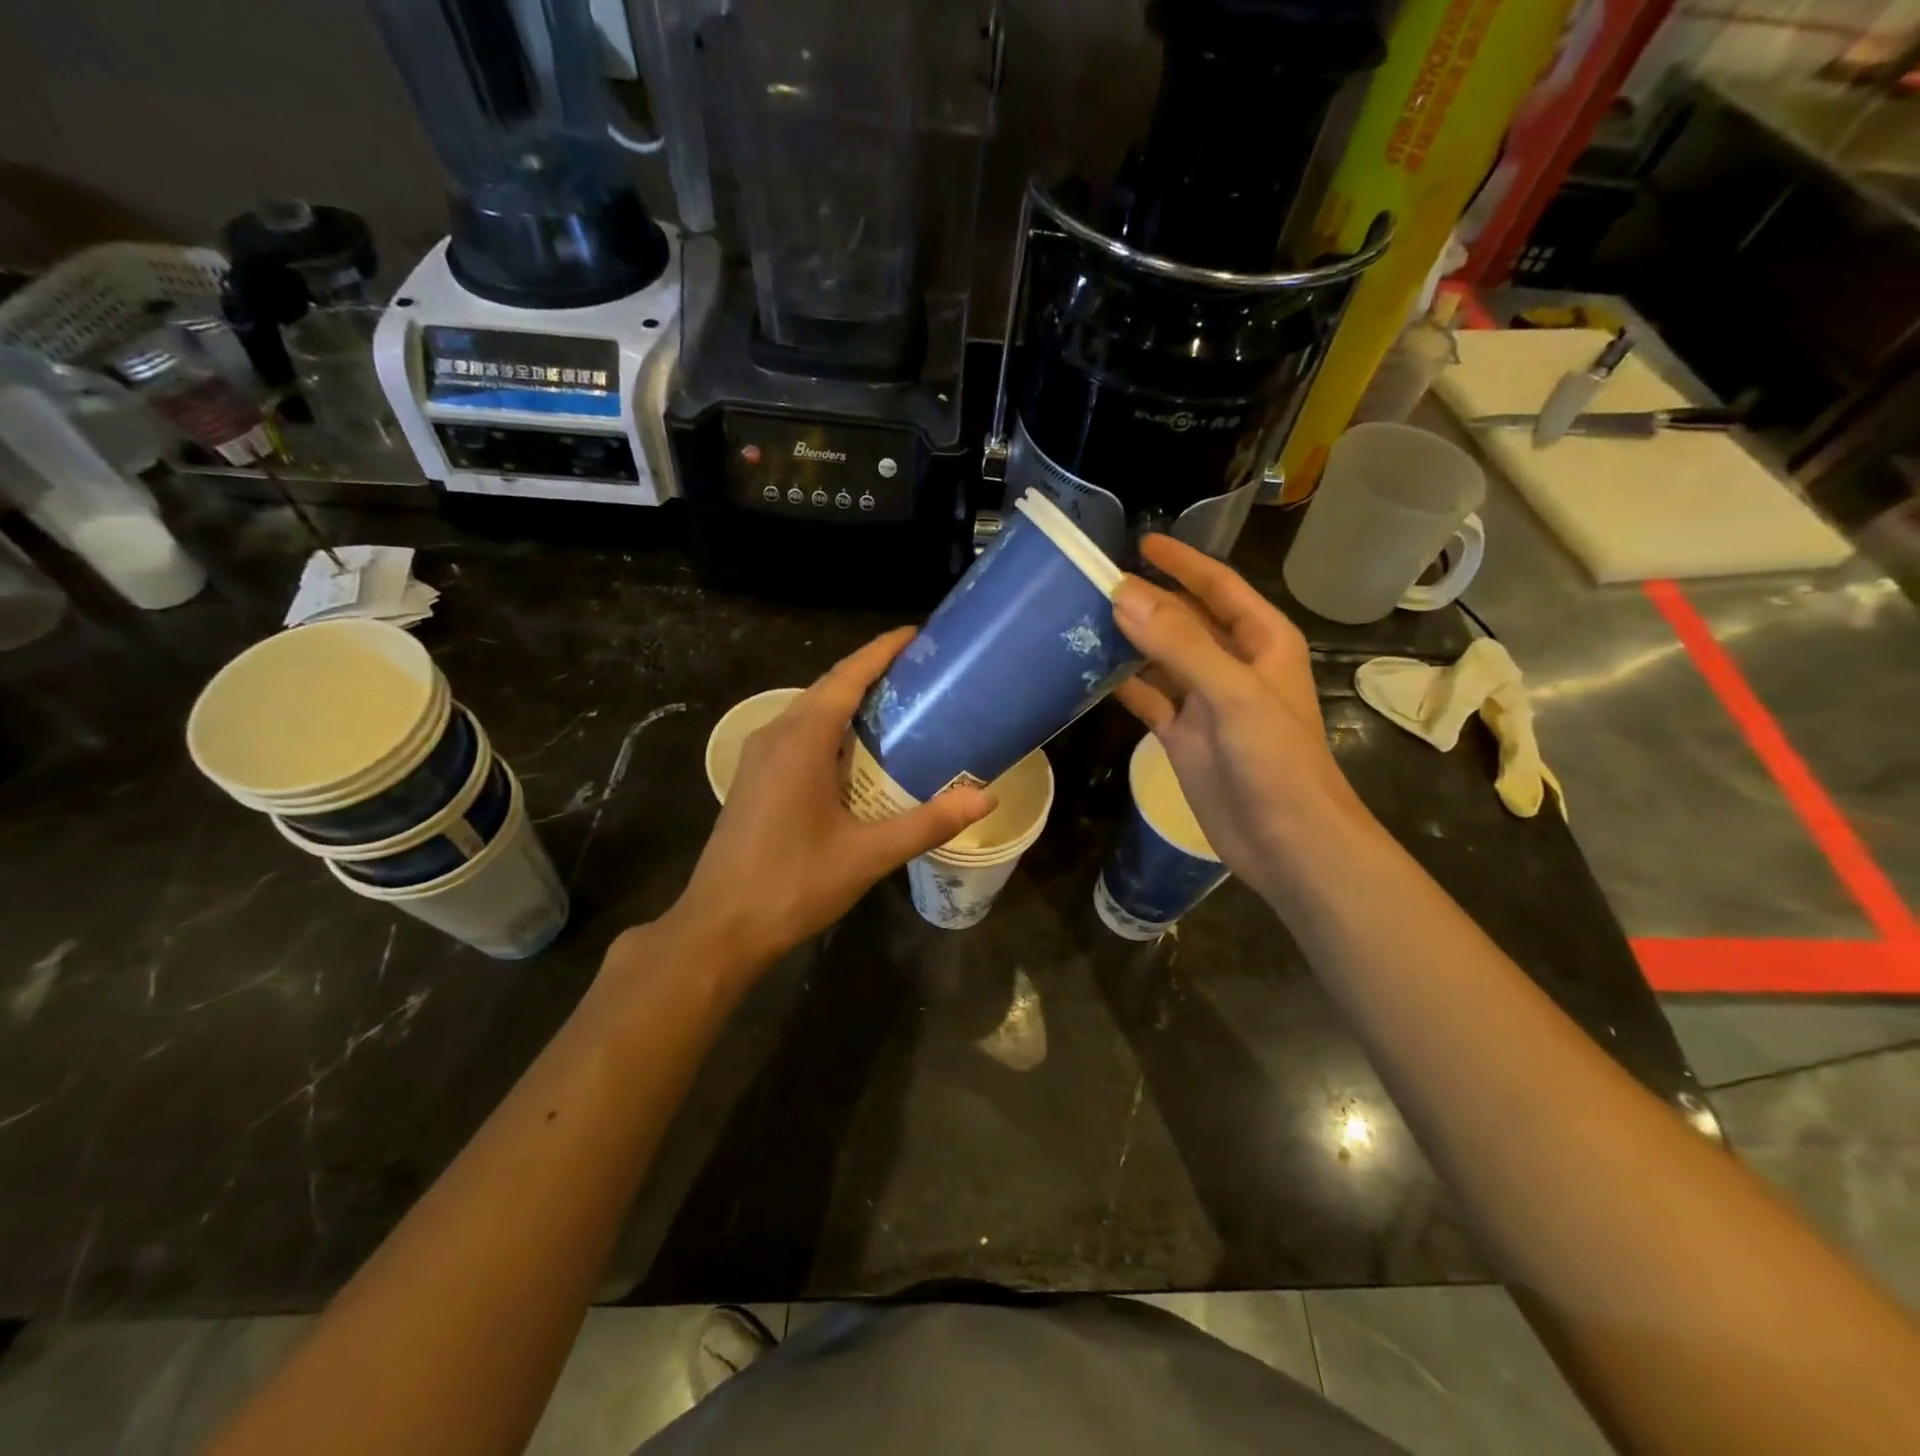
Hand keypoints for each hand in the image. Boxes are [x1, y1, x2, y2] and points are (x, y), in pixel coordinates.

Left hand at [667, 628, 994, 971]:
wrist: (720, 927)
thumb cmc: (793, 884)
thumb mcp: (868, 854)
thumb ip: (928, 822)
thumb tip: (985, 797)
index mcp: (801, 740)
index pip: (847, 677)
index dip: (882, 651)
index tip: (917, 635)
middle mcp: (775, 735)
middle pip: (829, 687)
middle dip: (872, 672)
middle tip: (921, 674)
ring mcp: (759, 757)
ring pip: (810, 711)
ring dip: (850, 701)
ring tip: (898, 705)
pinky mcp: (755, 779)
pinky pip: (798, 735)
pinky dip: (832, 728)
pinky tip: (857, 752)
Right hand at [1111, 535, 1367, 902]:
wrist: (1286, 840)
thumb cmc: (1275, 759)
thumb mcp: (1232, 693)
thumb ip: (1180, 644)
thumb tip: (1124, 596)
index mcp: (1261, 641)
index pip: (1218, 587)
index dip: (1182, 563)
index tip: (1140, 544)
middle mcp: (1232, 664)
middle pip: (1184, 620)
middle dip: (1146, 601)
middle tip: (1093, 583)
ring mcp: (1205, 702)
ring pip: (1160, 659)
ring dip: (1128, 642)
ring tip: (1081, 620)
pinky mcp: (1182, 735)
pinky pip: (1148, 699)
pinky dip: (1122, 686)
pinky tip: (1088, 672)